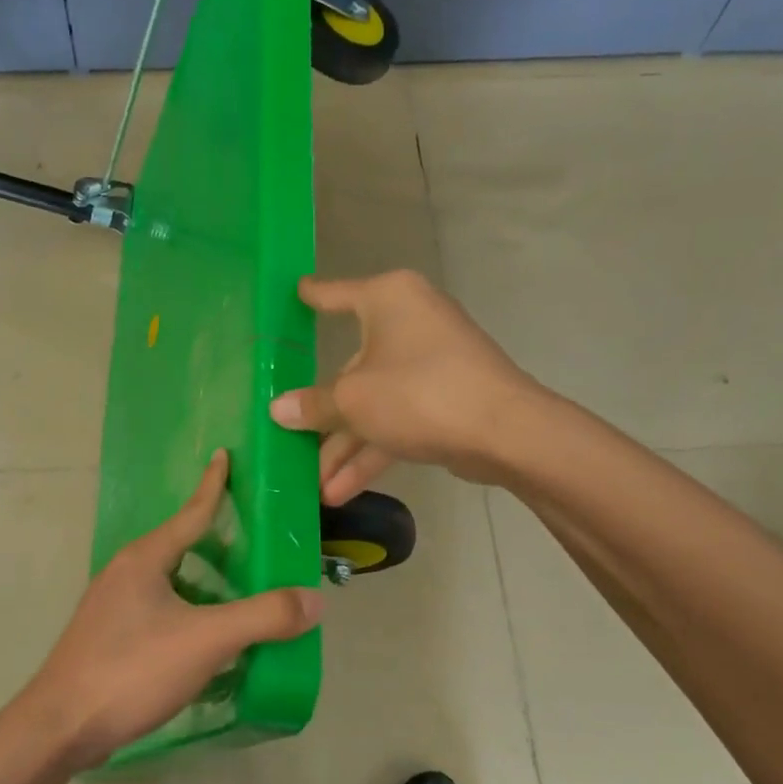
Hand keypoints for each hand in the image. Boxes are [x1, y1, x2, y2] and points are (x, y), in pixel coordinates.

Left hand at [20, 451, 322, 770]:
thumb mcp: (205, 640)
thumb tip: (314, 599)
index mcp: (145, 559)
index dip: (213, 485)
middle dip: (218, 543)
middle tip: (258, 543)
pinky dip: (191, 615)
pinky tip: (210, 642)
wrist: (60, 727)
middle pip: (181, 547)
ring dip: (207, 586)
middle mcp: (125, 574)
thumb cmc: (131, 669)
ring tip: (244, 595)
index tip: (224, 454)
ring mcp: (113, 608)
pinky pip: (162, 613)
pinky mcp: (111, 639)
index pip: (190, 513)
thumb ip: (263, 617)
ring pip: (172, 584)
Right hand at [269, 271, 540, 503]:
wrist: (504, 431)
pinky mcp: (444, 400)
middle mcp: (410, 323)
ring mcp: (430, 364)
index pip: (337, 294)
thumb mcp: (353, 400)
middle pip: (351, 368)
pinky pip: (396, 422)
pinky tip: (341, 491)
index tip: (295, 292)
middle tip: (290, 439)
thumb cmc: (418, 393)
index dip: (312, 297)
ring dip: (344, 448)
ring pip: (374, 404)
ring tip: (314, 486)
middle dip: (323, 416)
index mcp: (389, 300)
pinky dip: (371, 452)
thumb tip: (278, 409)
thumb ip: (313, 405)